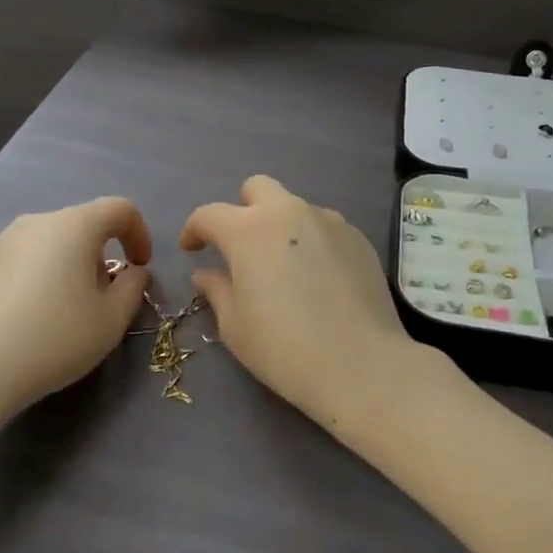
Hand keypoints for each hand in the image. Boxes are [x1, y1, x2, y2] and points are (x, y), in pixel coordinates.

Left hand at [0, 198, 153, 418]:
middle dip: (101, 254)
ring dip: (68, 265)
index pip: (118, 209)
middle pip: (82, 225)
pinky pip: (22, 259)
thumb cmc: (55, 338)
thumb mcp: (112, 319)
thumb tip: (131, 272)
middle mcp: (35, 221)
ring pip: (49, 242)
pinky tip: (29, 317)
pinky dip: (37, 276)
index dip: (139, 233)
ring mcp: (0, 241)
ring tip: (65, 310)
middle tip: (103, 297)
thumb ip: (133, 287)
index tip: (141, 267)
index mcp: (73, 225)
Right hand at [182, 176, 425, 430]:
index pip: (210, 214)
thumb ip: (216, 290)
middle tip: (240, 246)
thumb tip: (205, 274)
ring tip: (284, 266)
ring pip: (294, 206)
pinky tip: (317, 278)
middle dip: (242, 209)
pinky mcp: (358, 238)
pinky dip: (312, 241)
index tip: (192, 250)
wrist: (360, 365)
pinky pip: (325, 227)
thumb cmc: (284, 348)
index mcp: (248, 230)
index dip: (194, 230)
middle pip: (257, 188)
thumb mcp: (235, 326)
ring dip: (280, 226)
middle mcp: (288, 213)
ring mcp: (328, 221)